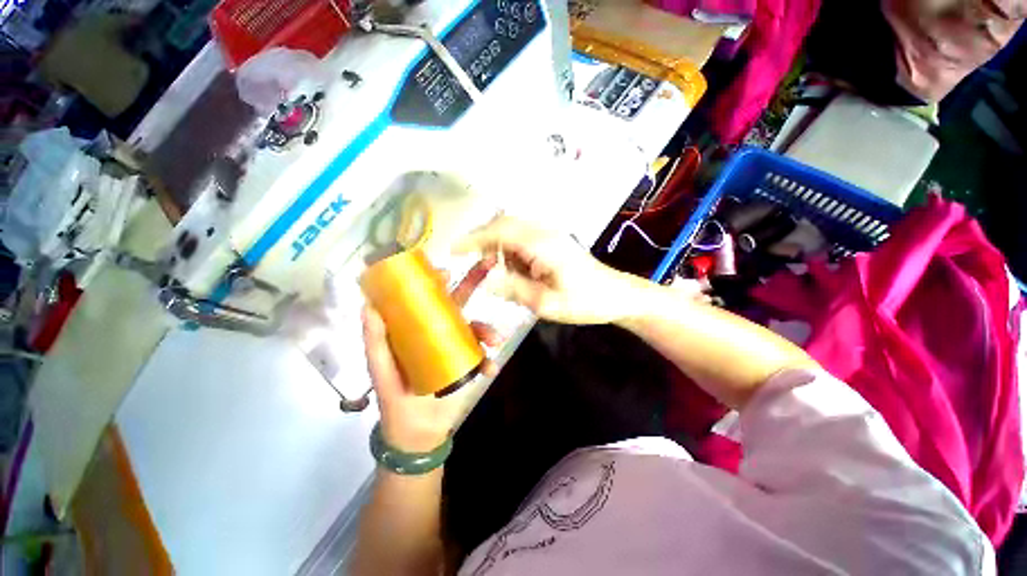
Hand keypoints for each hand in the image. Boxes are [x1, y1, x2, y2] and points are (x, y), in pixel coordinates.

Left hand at [362, 258, 501, 453]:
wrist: (416, 432)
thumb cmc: (395, 396)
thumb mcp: (382, 368)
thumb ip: (375, 340)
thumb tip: (368, 306)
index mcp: (419, 328)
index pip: (428, 297)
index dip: (437, 281)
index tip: (446, 271)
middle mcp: (439, 332)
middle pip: (458, 303)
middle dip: (474, 283)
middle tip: (489, 265)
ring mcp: (456, 347)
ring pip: (476, 329)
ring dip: (488, 330)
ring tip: (495, 341)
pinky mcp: (468, 364)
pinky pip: (482, 357)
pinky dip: (488, 361)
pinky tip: (490, 369)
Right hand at [454, 216, 647, 324]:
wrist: (616, 295)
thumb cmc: (585, 302)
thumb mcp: (546, 303)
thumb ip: (513, 289)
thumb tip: (485, 279)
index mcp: (542, 244)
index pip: (500, 231)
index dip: (474, 238)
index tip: (453, 250)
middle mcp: (544, 232)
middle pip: (504, 225)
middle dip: (484, 244)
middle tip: (474, 268)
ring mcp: (550, 235)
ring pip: (511, 233)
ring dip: (498, 251)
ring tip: (496, 276)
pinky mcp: (552, 242)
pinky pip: (522, 241)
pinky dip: (511, 255)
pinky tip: (516, 274)